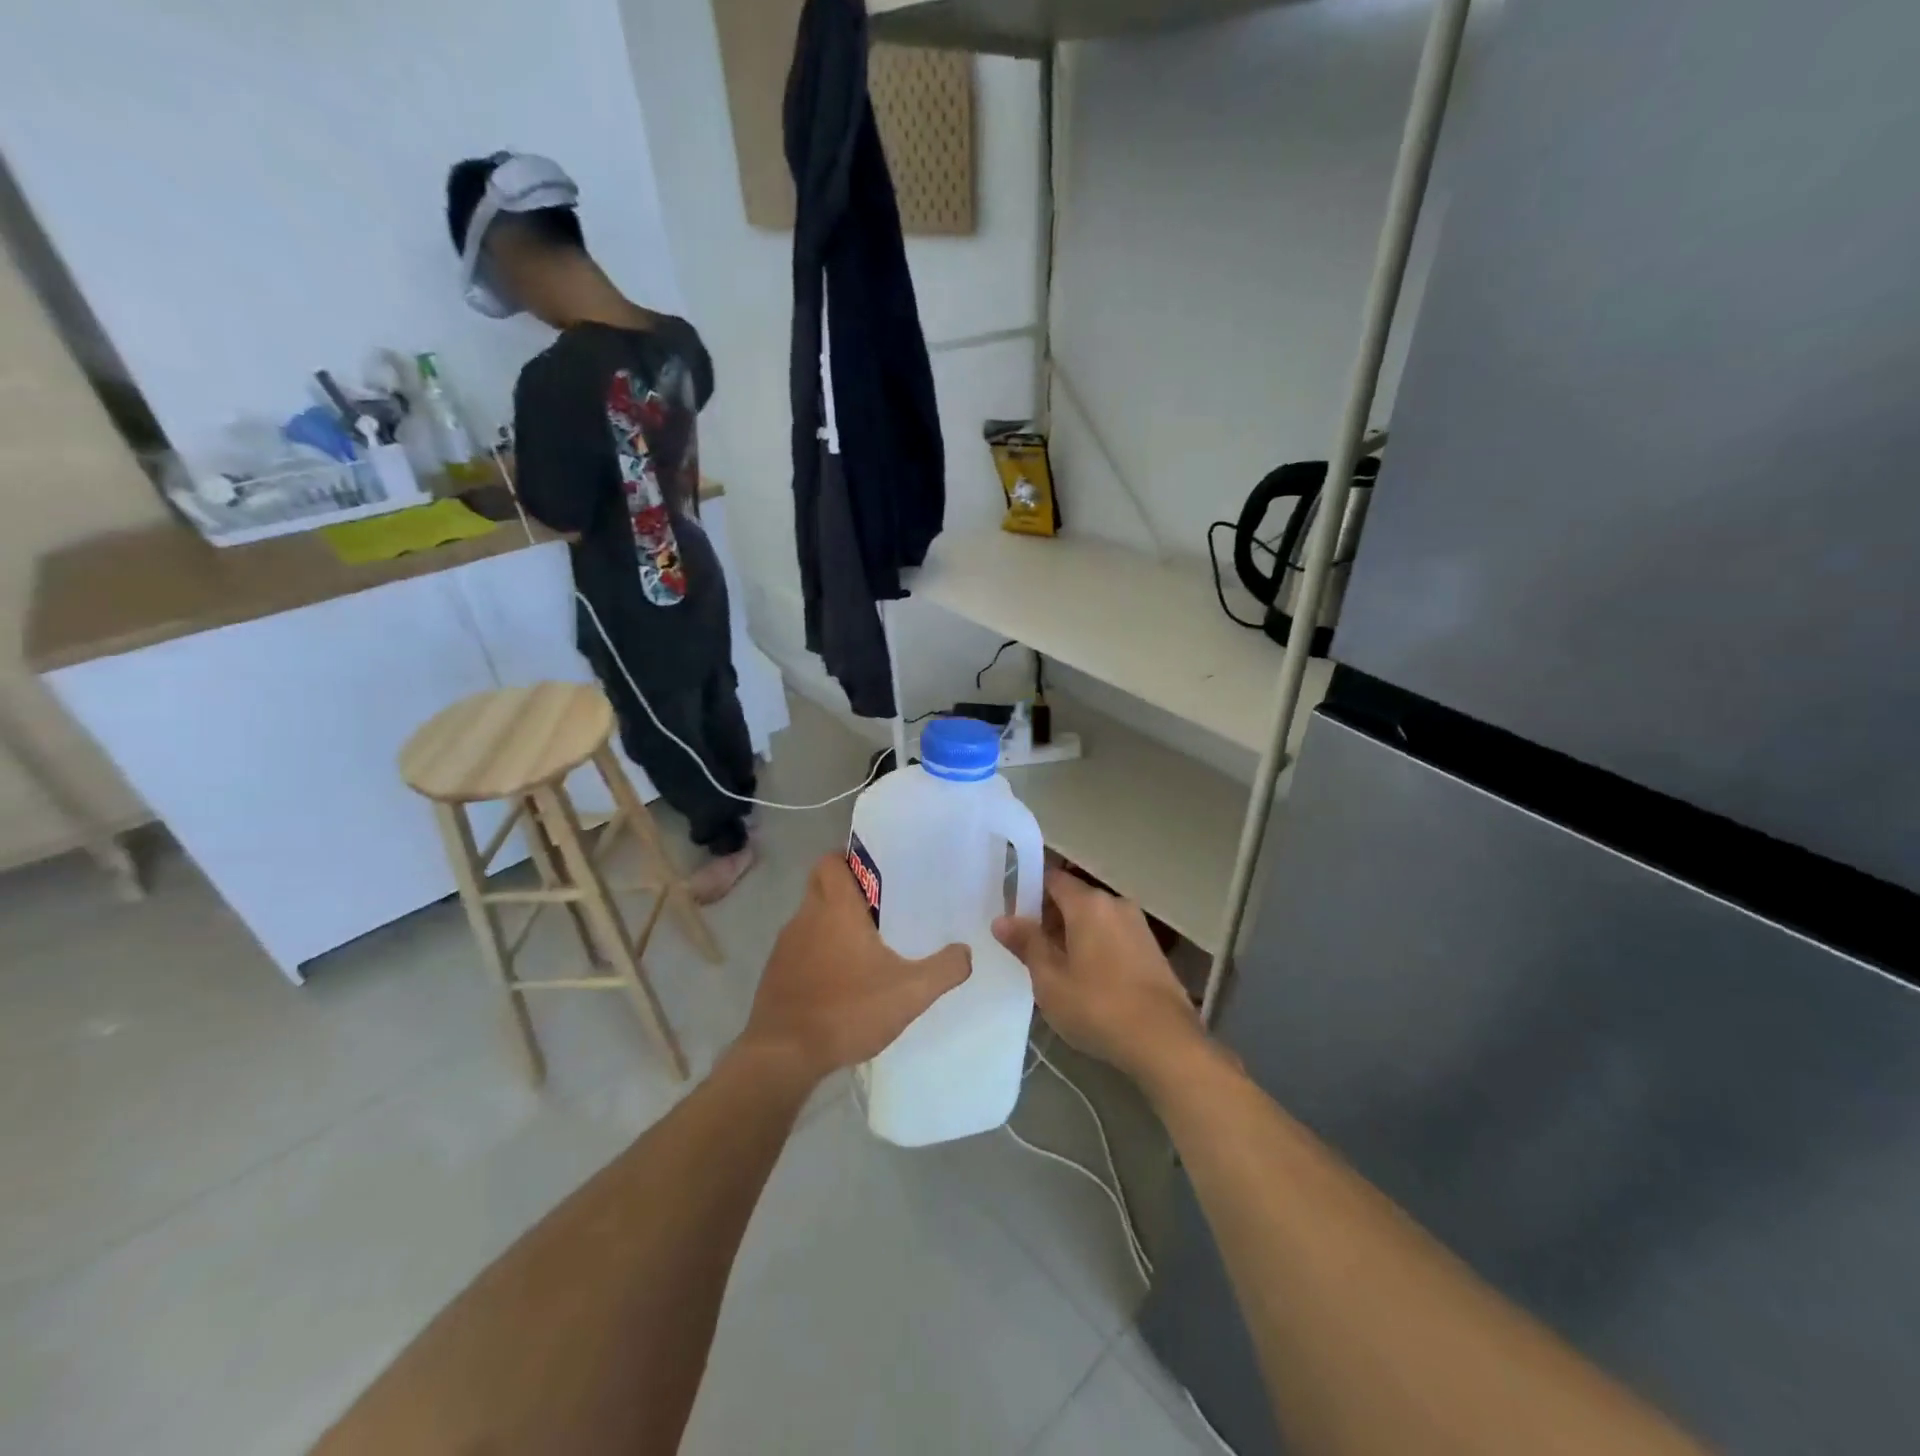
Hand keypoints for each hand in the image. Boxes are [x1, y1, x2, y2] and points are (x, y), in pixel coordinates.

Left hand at [740, 854, 971, 1084]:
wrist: (783, 1056)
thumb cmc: (847, 1010)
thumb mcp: (909, 992)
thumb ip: (944, 969)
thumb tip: (965, 952)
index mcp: (835, 908)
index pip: (831, 861)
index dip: (850, 860)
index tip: (877, 873)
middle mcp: (806, 917)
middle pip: (821, 885)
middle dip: (846, 890)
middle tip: (880, 907)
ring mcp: (786, 946)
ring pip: (811, 918)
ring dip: (833, 924)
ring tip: (866, 946)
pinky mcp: (776, 974)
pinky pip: (801, 949)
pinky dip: (819, 954)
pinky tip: (842, 981)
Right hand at [993, 869, 1205, 1086]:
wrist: (1164, 1042)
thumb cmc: (1098, 1007)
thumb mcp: (1050, 980)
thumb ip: (1027, 944)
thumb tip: (1002, 920)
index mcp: (1088, 904)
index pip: (1052, 878)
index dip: (1028, 890)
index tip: (1011, 913)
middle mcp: (1115, 904)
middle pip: (1074, 897)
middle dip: (1049, 916)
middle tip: (1027, 946)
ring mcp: (1138, 925)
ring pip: (1094, 918)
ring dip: (1072, 933)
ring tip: (1054, 966)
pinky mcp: (1151, 949)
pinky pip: (1113, 934)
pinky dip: (1095, 945)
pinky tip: (1085, 977)